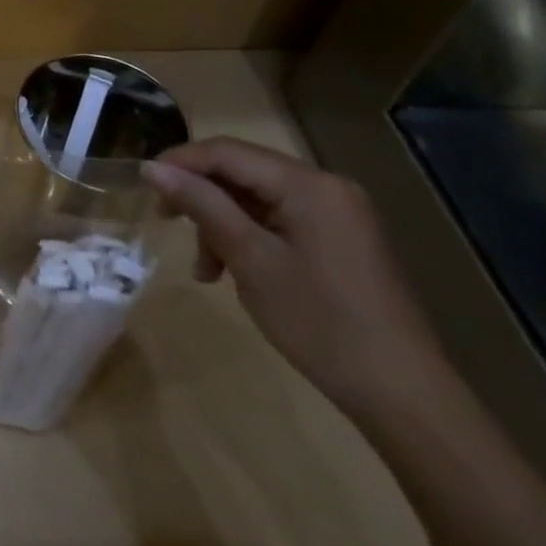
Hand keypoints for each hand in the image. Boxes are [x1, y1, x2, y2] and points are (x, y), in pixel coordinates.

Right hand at [143, 138, 445, 414]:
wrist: (402, 394)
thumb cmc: (320, 322)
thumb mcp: (250, 259)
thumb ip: (201, 205)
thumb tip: (152, 167)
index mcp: (309, 185)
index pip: (227, 152)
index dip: (179, 162)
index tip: (142, 186)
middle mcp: (326, 187)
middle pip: (241, 172)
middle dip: (200, 198)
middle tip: (168, 227)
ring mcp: (337, 213)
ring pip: (256, 198)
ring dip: (221, 224)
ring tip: (206, 270)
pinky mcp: (340, 239)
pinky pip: (278, 220)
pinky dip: (248, 238)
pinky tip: (234, 271)